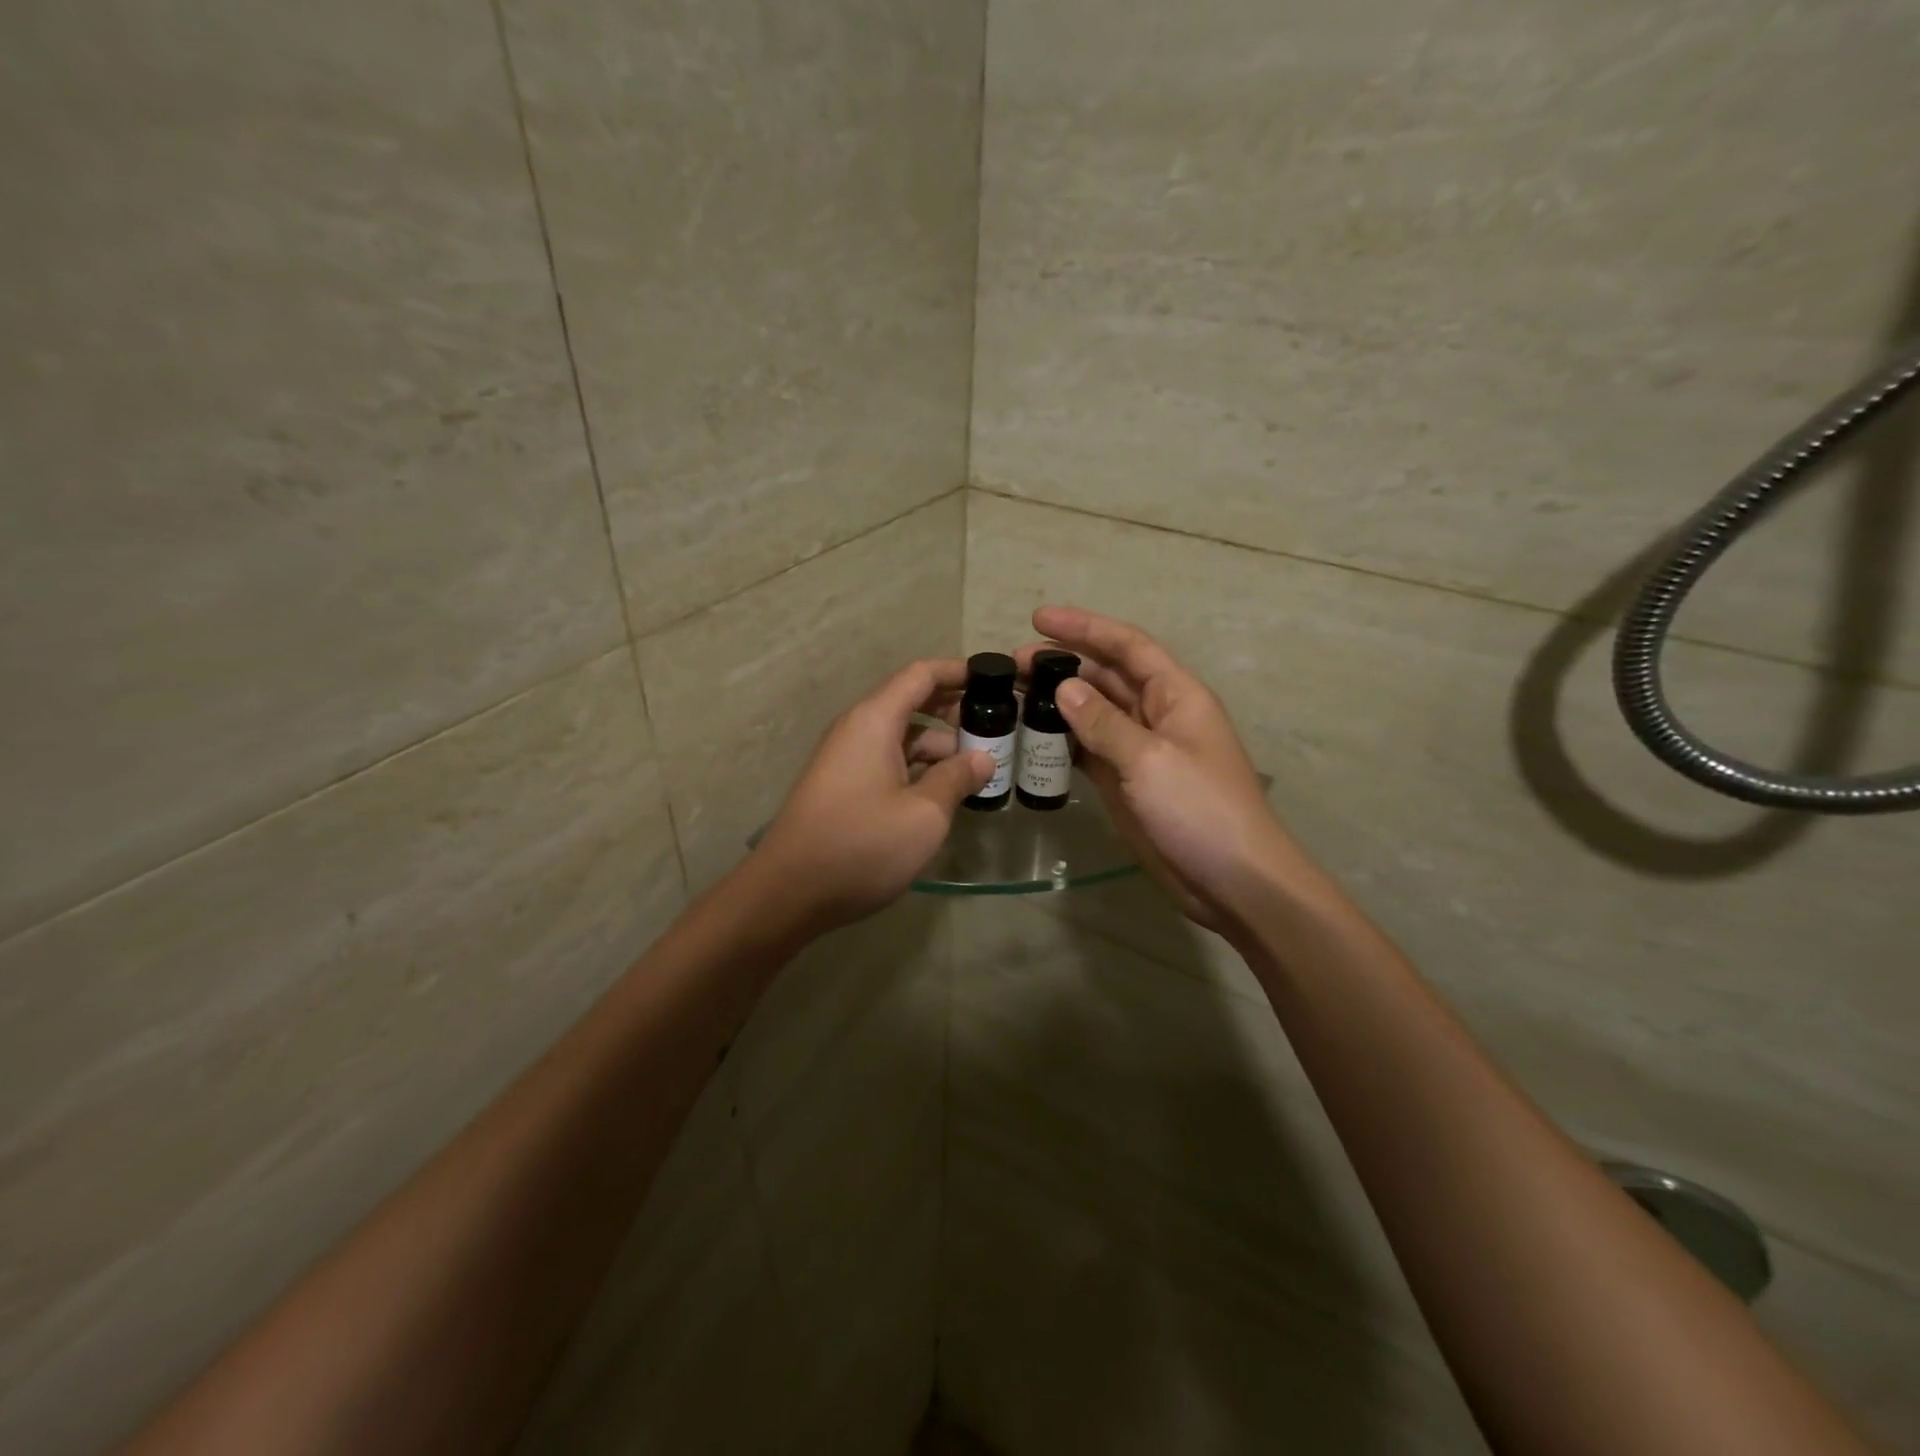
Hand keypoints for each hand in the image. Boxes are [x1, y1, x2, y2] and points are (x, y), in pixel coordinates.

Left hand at [752, 659, 992, 930]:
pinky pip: (889, 762)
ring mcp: (848, 760)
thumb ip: (957, 778)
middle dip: (955, 712)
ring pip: (902, 737)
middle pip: (912, 703)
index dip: (960, 672)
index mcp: (874, 721)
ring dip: (940, 747)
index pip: (921, 675)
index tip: (997, 681)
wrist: (789, 893)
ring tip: (980, 769)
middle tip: (998, 730)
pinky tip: (945, 793)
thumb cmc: (862, 845)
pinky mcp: (844, 787)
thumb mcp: (924, 813)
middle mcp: (858, 730)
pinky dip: (919, 769)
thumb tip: (982, 758)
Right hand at [1017, 607, 1318, 936]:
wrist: (1232, 880)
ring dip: (1056, 702)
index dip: (1085, 627)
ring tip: (1011, 696)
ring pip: (1092, 713)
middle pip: (1105, 676)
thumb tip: (1064, 689)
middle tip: (1011, 666)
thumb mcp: (1151, 760)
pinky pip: (1089, 749)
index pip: (1127, 646)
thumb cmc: (1201, 810)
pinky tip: (1031, 736)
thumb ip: (1104, 723)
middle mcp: (1156, 714)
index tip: (1038, 618)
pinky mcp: (1125, 781)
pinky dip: (1062, 741)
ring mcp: (1139, 750)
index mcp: (1175, 695)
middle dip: (1062, 665)